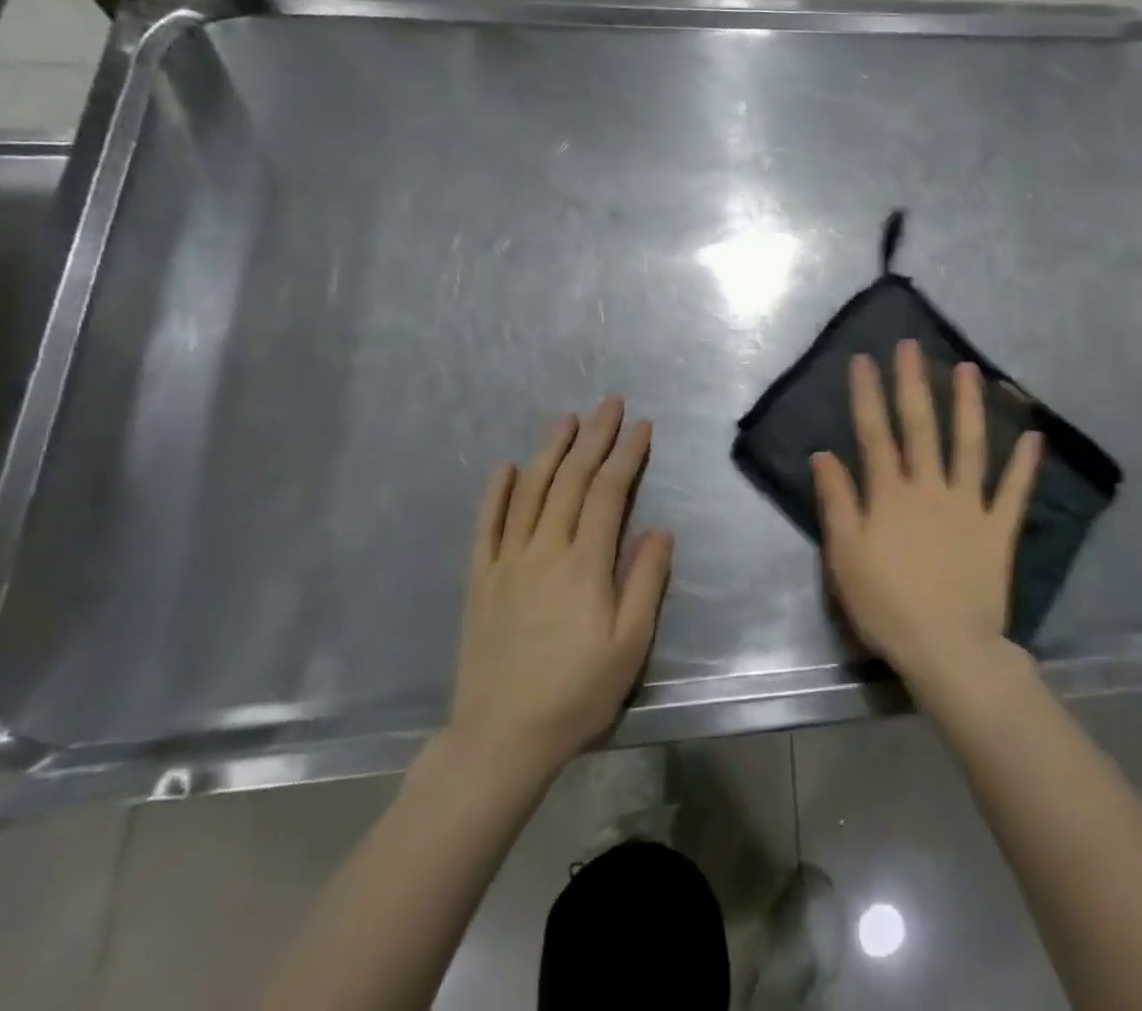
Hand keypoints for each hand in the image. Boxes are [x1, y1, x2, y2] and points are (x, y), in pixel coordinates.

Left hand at [437, 397, 674, 784]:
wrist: (501, 738)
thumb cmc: (577, 693)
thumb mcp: (630, 645)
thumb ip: (646, 581)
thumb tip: (660, 529)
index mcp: (584, 563)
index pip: (608, 492)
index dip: (626, 454)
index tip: (642, 425)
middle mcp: (544, 549)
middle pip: (570, 479)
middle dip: (593, 437)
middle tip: (609, 402)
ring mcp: (507, 561)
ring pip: (529, 491)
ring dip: (549, 450)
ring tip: (566, 418)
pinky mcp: (480, 579)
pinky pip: (486, 524)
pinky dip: (495, 491)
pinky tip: (504, 465)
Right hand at [811, 339, 1043, 689]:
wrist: (947, 648)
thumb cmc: (886, 605)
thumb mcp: (844, 556)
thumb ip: (836, 502)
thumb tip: (823, 454)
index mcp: (890, 495)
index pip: (874, 434)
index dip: (868, 395)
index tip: (864, 359)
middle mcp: (929, 488)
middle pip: (920, 427)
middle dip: (913, 383)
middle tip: (911, 346)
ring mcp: (968, 505)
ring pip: (969, 446)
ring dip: (968, 406)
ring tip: (968, 370)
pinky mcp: (998, 530)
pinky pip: (1013, 492)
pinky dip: (1024, 466)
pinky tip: (1034, 437)